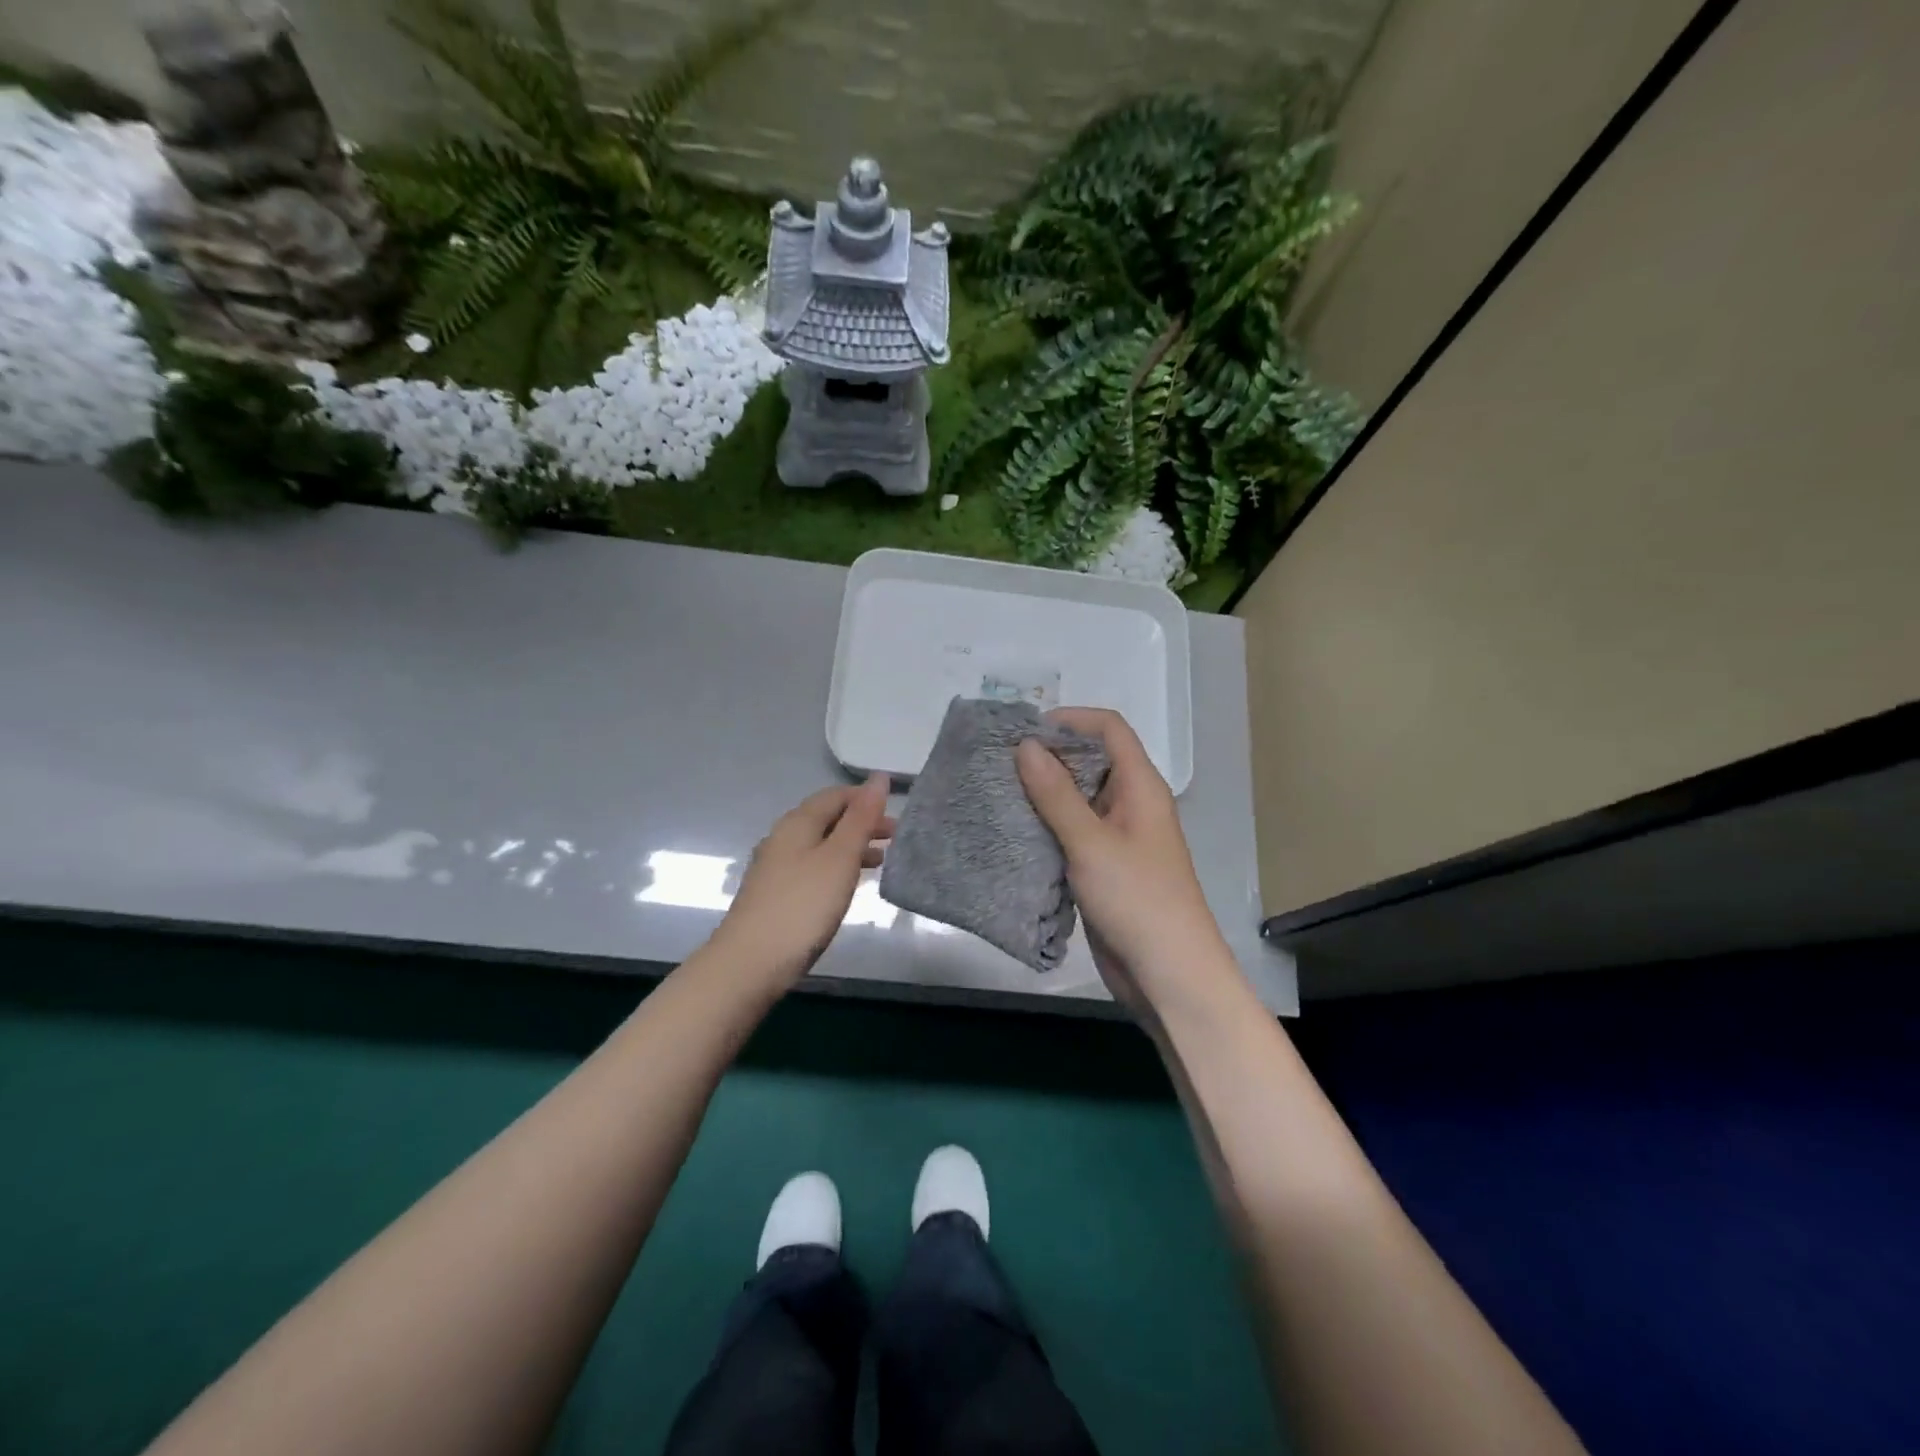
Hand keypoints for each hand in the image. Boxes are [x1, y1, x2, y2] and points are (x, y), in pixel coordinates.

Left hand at [709, 774, 893, 986]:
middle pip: (827, 819)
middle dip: (861, 823)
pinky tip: (847, 887)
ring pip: (820, 844)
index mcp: (797, 822)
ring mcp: (775, 867)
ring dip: (851, 847)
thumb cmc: (802, 906)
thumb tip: (879, 777)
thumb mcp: (840, 858)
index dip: (866, 798)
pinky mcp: (774, 894)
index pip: (835, 795)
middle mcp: (782, 838)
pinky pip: (812, 867)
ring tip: (881, 861)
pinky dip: (836, 867)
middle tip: (896, 839)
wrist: (750, 963)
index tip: (897, 813)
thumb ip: (861, 818)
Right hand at [1017, 709, 1240, 1016]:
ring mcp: (1118, 838)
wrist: (1167, 973)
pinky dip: (1047, 827)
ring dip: (1044, 794)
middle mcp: (1131, 805)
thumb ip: (1056, 794)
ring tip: (999, 792)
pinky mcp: (1104, 868)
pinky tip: (1014, 831)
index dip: (1071, 720)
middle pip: (1092, 762)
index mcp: (1141, 787)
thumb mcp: (1091, 842)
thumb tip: (1027, 745)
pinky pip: (1073, 833)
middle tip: (1001, 762)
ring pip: (1078, 800)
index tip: (1026, 730)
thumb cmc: (1136, 898)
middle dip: (1050, 757)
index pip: (1110, 730)